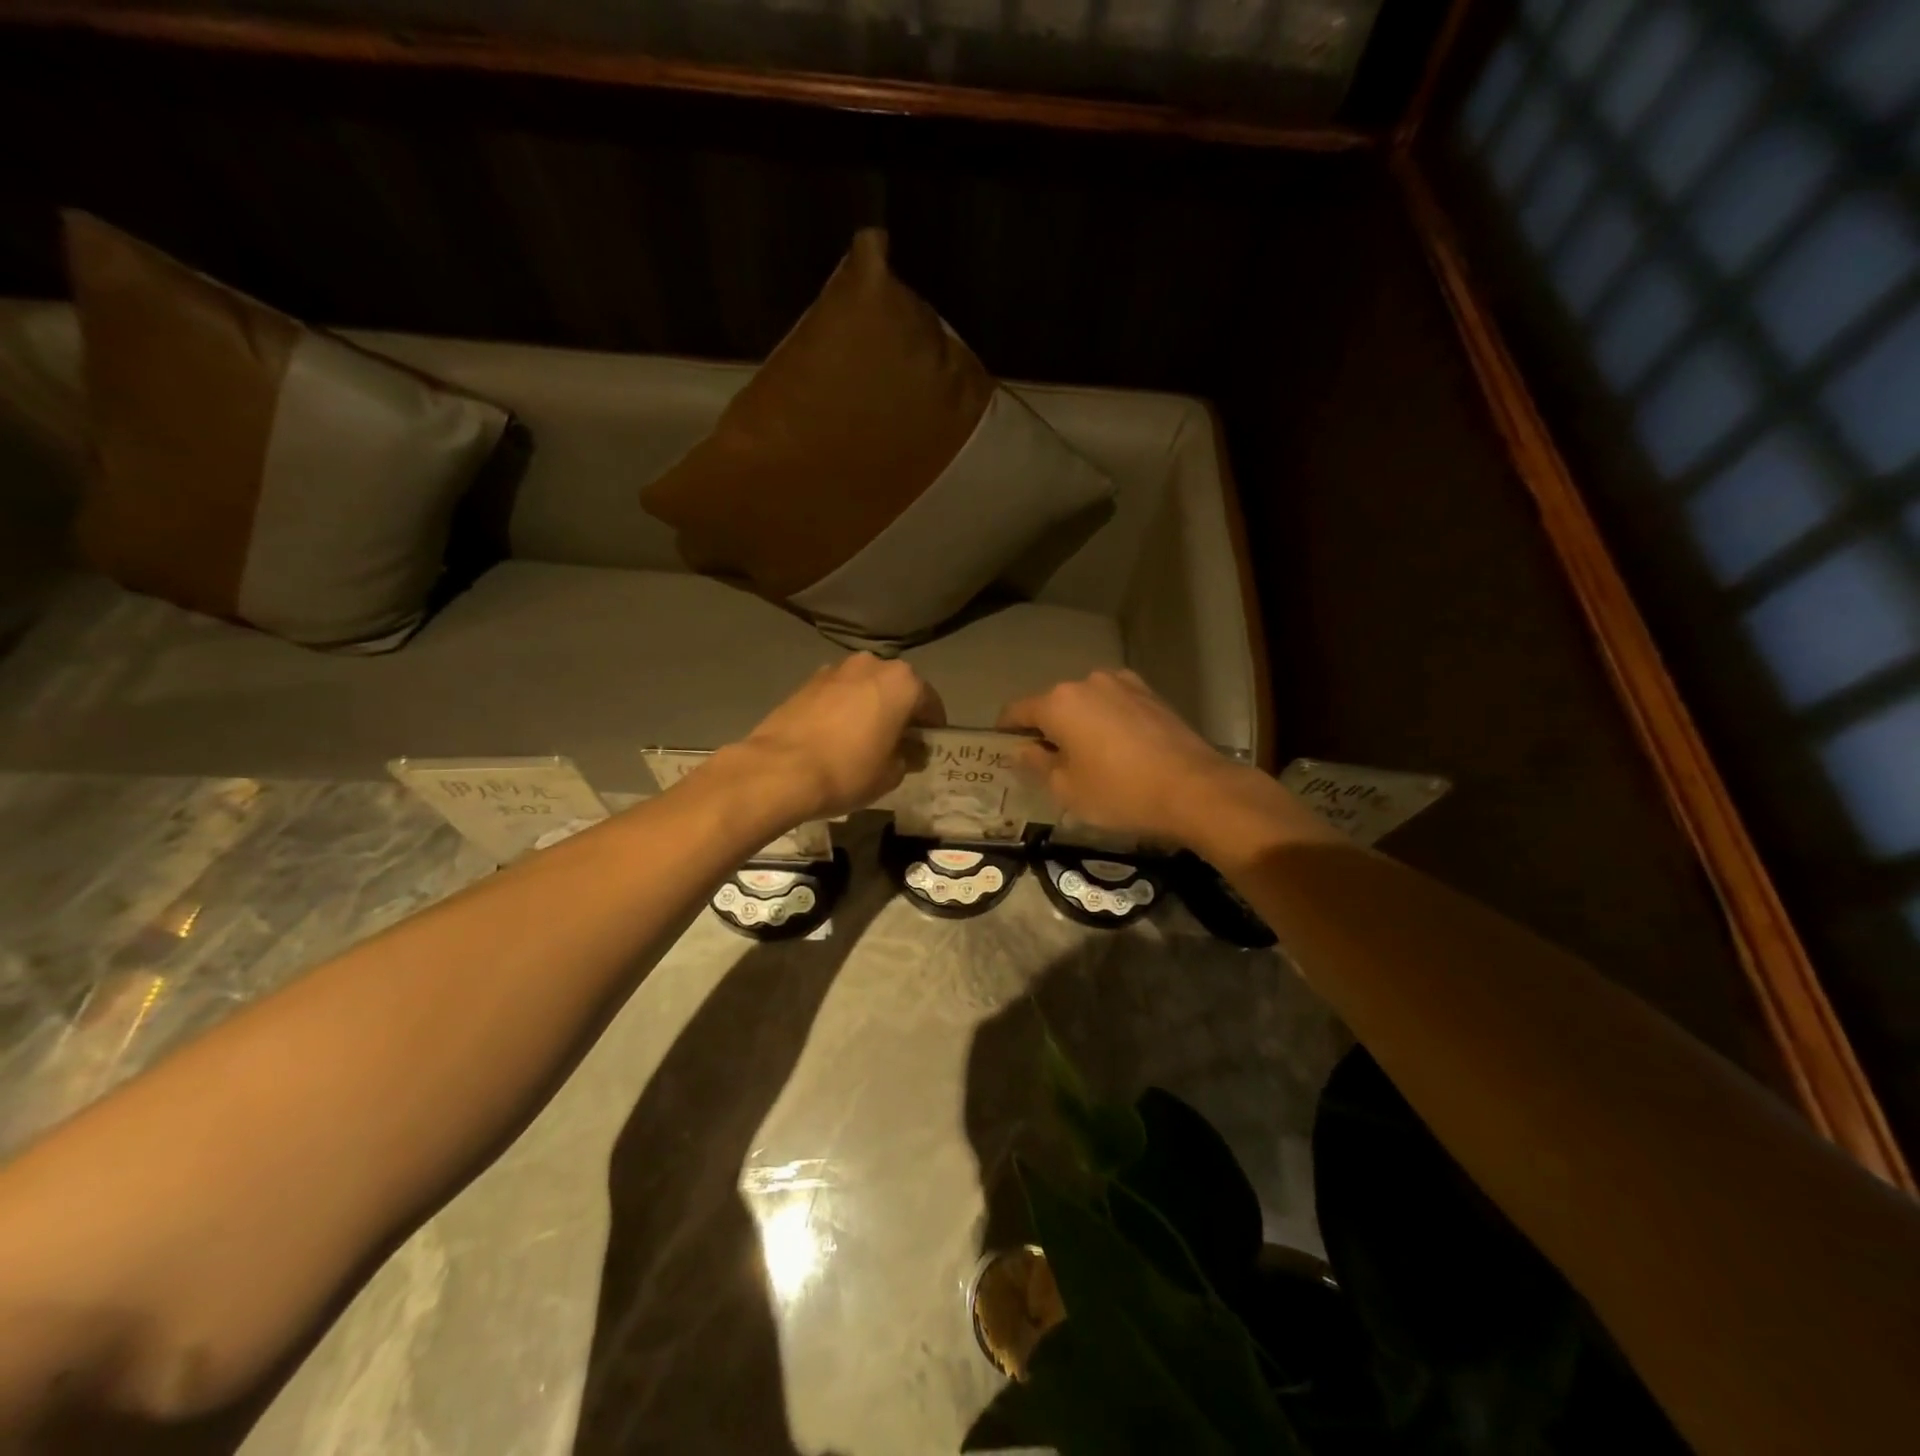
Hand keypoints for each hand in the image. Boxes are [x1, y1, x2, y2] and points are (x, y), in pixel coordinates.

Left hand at [724, 653, 945, 823]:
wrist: (780, 770)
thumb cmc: (848, 770)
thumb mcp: (891, 774)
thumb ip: (908, 757)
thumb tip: (911, 752)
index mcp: (902, 682)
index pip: (930, 703)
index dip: (933, 728)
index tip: (929, 748)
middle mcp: (872, 665)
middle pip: (897, 689)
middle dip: (901, 713)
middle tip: (898, 743)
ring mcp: (835, 669)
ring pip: (865, 688)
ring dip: (871, 707)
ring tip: (865, 740)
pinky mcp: (807, 682)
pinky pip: (838, 694)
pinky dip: (844, 709)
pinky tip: (838, 737)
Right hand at [997, 670, 1336, 854]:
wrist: (1195, 789)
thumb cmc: (1119, 792)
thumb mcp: (1067, 789)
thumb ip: (1037, 764)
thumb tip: (1024, 749)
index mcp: (1059, 702)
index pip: (1016, 711)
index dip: (1006, 731)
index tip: (1005, 750)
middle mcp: (1088, 682)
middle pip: (1053, 704)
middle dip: (1046, 729)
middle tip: (1050, 762)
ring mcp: (1123, 684)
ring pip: (1086, 703)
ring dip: (1079, 724)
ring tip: (1088, 756)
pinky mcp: (1151, 694)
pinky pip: (1114, 705)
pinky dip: (1107, 722)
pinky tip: (1118, 749)